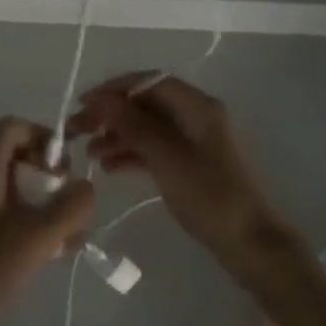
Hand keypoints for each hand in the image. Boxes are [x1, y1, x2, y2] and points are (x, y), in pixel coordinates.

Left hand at [0, 118, 93, 325]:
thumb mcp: (37, 236)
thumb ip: (70, 206)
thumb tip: (86, 186)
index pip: (11, 127)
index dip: (40, 136)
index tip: (62, 170)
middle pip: (25, 158)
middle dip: (56, 179)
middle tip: (72, 207)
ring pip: (29, 191)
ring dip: (56, 208)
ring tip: (70, 240)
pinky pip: (24, 216)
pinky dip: (44, 228)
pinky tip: (58, 255)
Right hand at [68, 75, 275, 255]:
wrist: (249, 243)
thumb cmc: (209, 194)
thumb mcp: (165, 156)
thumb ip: (131, 123)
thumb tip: (99, 98)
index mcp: (197, 105)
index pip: (149, 82)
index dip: (114, 88)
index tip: (84, 102)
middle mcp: (195, 116)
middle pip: (145, 104)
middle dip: (110, 114)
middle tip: (77, 129)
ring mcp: (193, 141)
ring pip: (146, 128)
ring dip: (116, 136)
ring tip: (88, 153)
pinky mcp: (189, 164)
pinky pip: (154, 149)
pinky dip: (131, 154)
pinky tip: (107, 168)